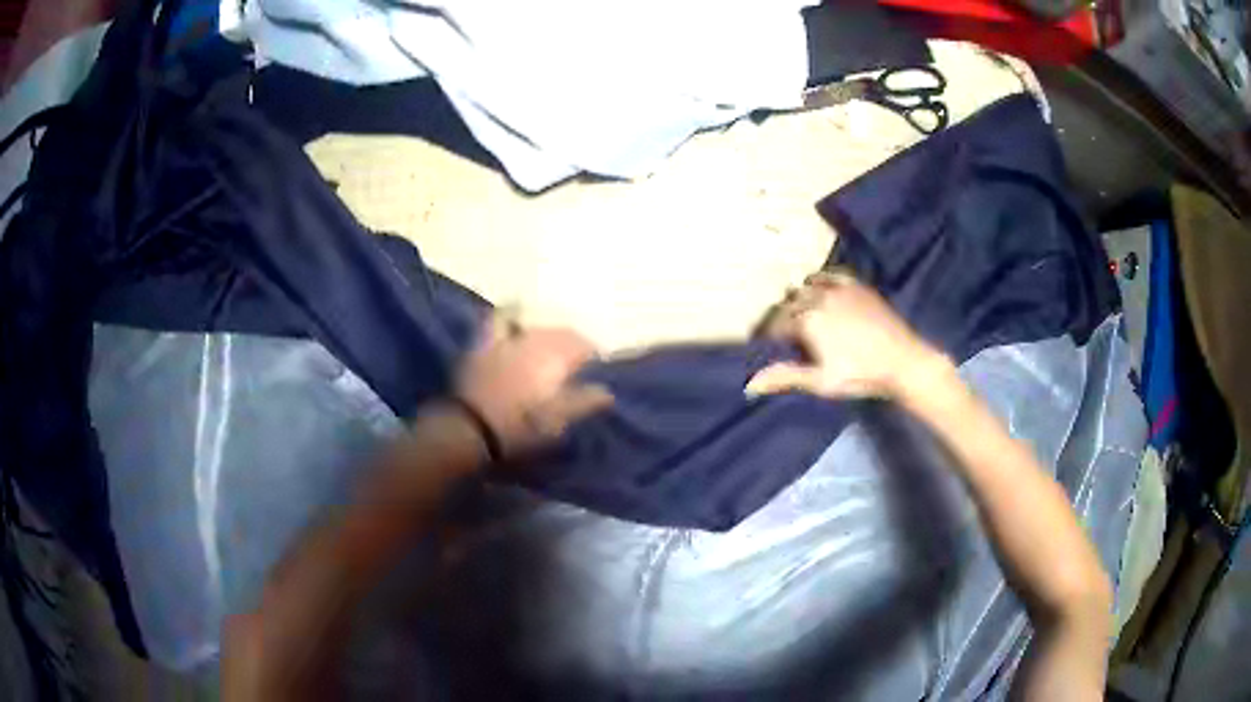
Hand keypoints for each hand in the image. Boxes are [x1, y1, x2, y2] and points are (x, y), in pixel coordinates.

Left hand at [455, 315, 613, 458]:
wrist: (474, 428)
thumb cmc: (523, 427)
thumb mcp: (560, 420)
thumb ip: (585, 401)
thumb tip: (607, 392)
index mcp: (558, 356)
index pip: (584, 345)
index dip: (592, 355)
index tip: (596, 367)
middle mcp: (536, 340)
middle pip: (561, 333)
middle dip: (572, 344)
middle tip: (575, 360)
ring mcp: (509, 339)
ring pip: (535, 326)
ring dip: (547, 334)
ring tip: (550, 346)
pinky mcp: (485, 343)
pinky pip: (499, 320)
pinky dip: (510, 315)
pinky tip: (515, 315)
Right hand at [747, 271, 949, 399]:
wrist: (902, 361)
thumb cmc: (860, 375)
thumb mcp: (820, 381)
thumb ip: (785, 377)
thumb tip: (750, 385)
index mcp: (807, 320)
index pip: (775, 322)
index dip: (766, 333)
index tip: (761, 342)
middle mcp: (819, 297)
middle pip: (789, 301)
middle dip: (781, 314)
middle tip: (781, 330)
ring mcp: (839, 288)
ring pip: (807, 284)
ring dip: (799, 296)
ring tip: (800, 310)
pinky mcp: (857, 285)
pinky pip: (830, 274)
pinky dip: (821, 280)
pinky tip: (822, 289)